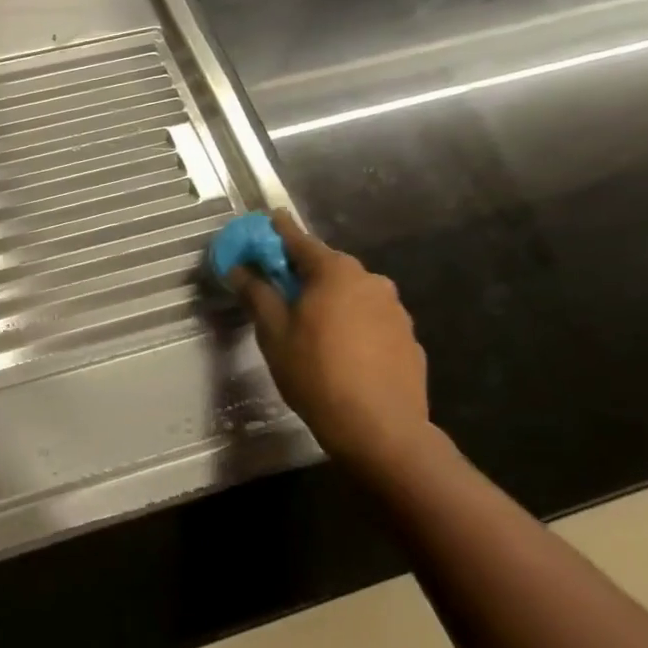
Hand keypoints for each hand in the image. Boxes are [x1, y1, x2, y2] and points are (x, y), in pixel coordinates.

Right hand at [232, 210, 431, 464]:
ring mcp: (396, 310)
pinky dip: (351, 323)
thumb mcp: (273, 332)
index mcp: (336, 273)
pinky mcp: (408, 338)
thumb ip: (256, 293)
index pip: (299, 240)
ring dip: (329, 299)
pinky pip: (370, 319)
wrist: (380, 428)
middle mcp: (372, 281)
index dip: (278, 231)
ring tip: (308, 324)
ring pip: (352, 294)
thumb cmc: (316, 372)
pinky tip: (340, 350)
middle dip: (302, 271)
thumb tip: (239, 269)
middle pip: (328, 267)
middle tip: (278, 286)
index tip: (266, 219)